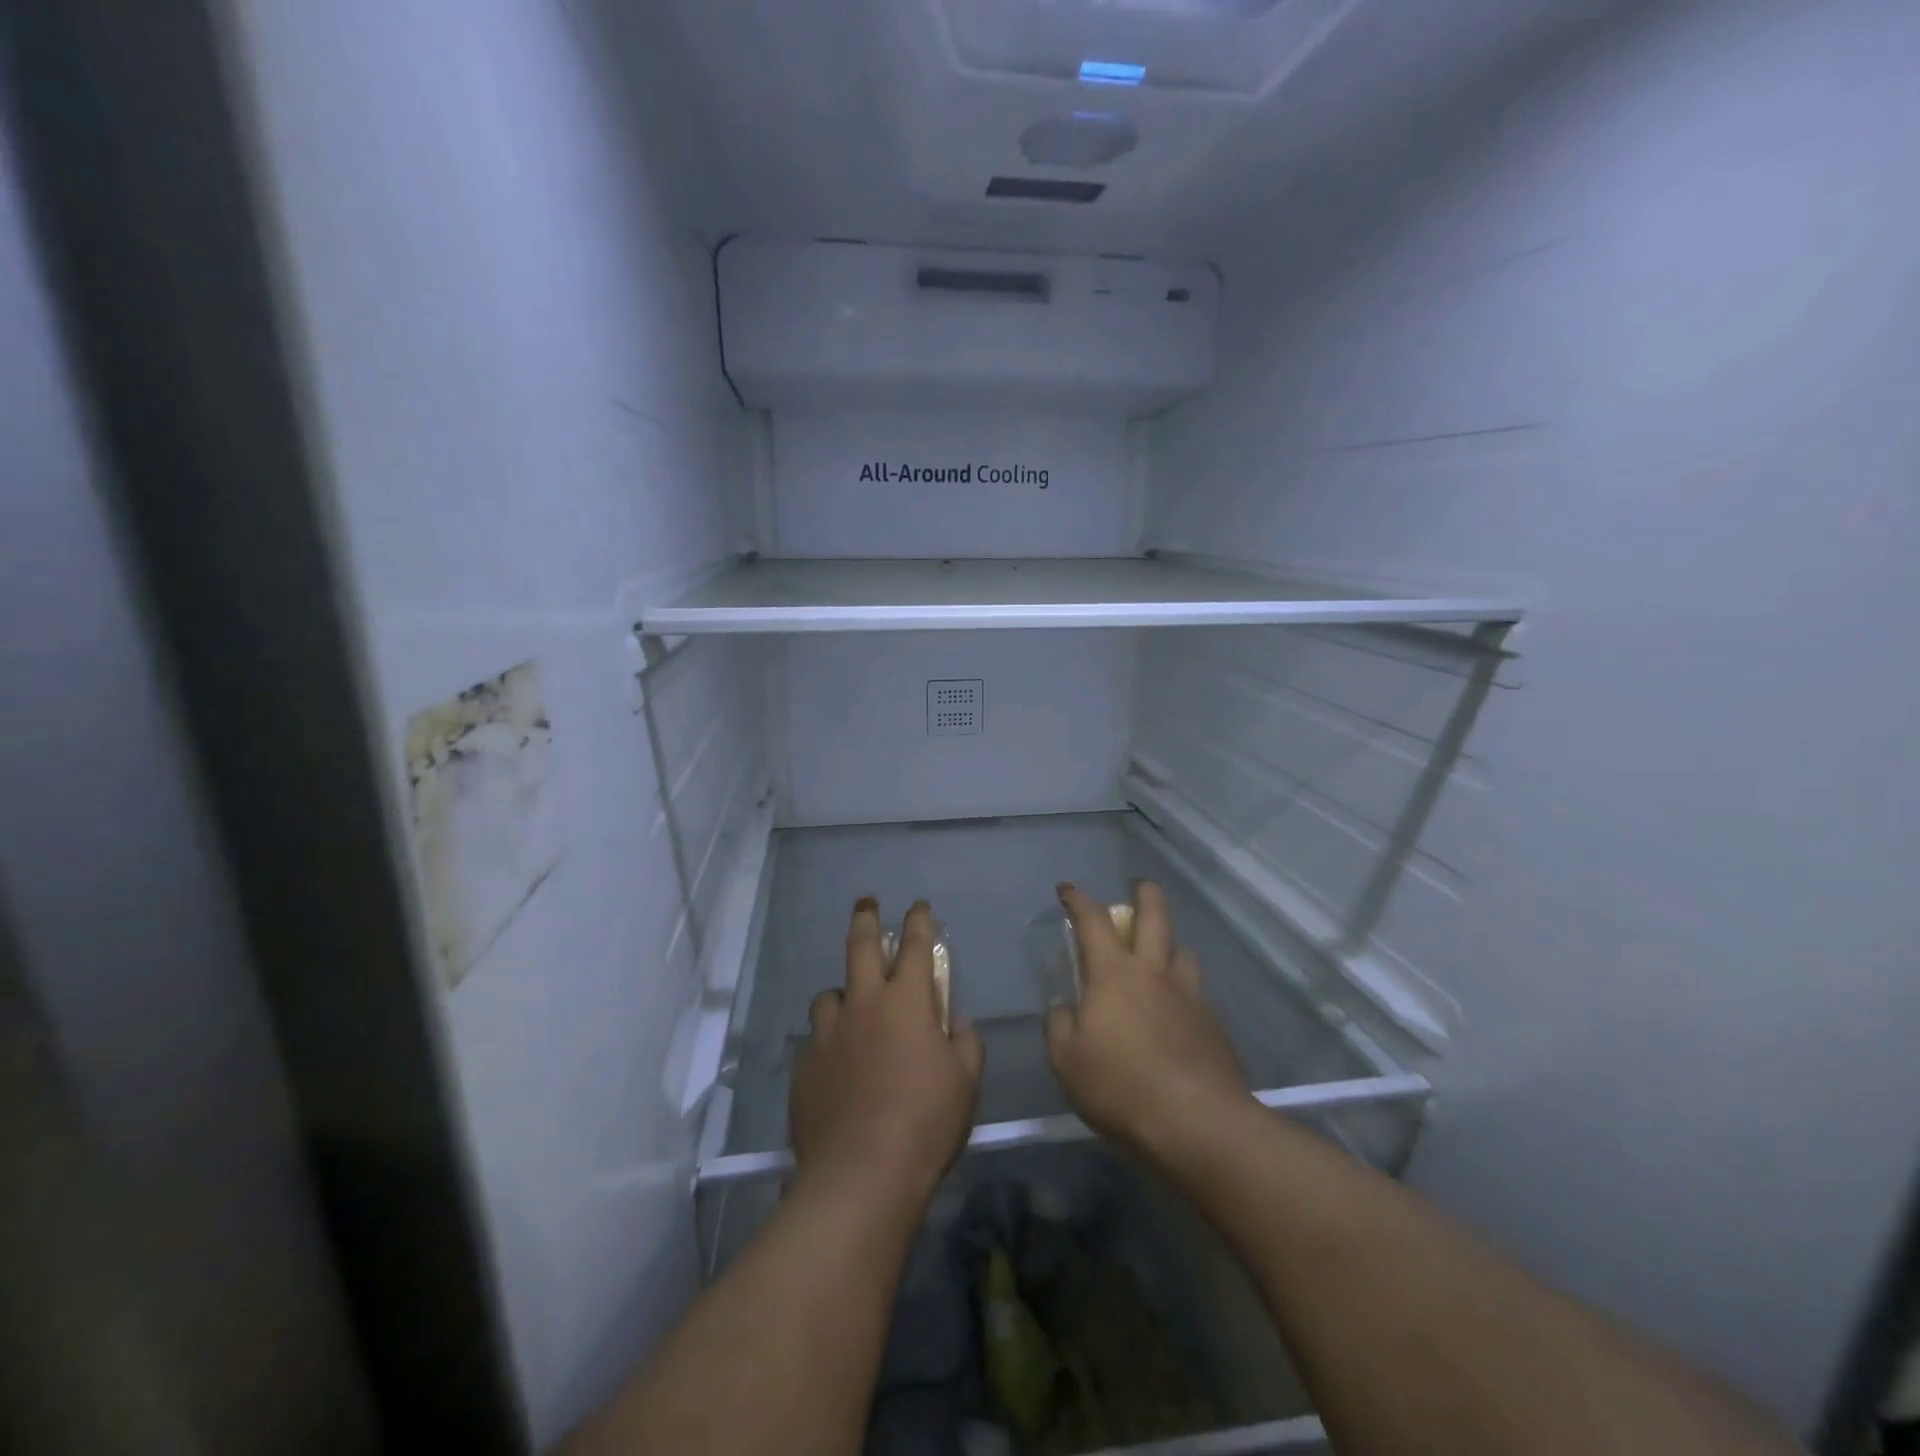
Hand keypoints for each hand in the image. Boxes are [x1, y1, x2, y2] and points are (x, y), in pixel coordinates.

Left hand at [790, 898, 984, 1206]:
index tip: (919, 906)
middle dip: (866, 918)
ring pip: (830, 995)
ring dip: (843, 993)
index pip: (915, 945)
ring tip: (851, 1009)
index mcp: (906, 1002)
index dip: (919, 922)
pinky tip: (838, 1066)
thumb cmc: (926, 1121)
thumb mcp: (965, 1082)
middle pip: (860, 947)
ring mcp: (828, 1035)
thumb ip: (965, 1043)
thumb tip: (957, 1024)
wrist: (861, 1173)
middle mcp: (863, 1005)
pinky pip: (817, 1041)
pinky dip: (830, 1042)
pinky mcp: (805, 1067)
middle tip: (866, 903)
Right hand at [1044, 881, 1250, 1158]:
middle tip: (1138, 886)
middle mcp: (1154, 973)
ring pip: (1182, 951)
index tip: (1067, 890)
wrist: (1198, 1124)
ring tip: (1161, 955)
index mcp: (1113, 974)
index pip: (1092, 921)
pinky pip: (1196, 992)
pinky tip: (1177, 1012)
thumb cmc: (1121, 1087)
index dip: (1078, 900)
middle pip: (1154, 916)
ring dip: (1169, 944)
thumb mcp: (1067, 1061)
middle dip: (1144, 894)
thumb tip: (1065, 1007)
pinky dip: (1183, 989)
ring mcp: (1189, 997)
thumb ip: (1060, 1026)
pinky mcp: (1213, 1025)